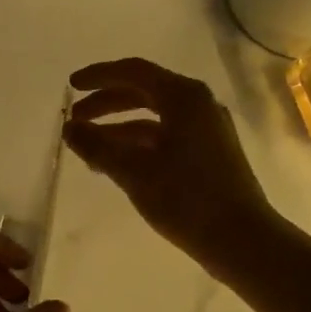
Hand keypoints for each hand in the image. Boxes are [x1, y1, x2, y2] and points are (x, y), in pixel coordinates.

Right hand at [64, 57, 276, 273]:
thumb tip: (69, 129)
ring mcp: (207, 129)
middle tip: (75, 118)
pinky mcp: (209, 153)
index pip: (133, 72)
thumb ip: (97, 146)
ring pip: (154, 117)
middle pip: (144, 91)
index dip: (99, 76)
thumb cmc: (186, 199)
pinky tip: (116, 162)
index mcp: (183, 97)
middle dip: (106, 103)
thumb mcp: (134, 172)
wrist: (242, 239)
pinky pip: (166, 136)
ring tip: (88, 145)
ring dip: (119, 126)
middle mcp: (198, 104)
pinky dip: (138, 143)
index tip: (70, 86)